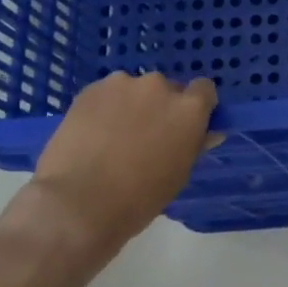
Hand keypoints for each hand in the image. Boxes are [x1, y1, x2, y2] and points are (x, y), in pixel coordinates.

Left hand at [32, 71, 217, 245]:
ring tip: (113, 136)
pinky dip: (105, 108)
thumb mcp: (179, 174)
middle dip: (160, 107)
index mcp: (189, 108)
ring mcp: (123, 84)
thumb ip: (195, 145)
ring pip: (134, 90)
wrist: (79, 202)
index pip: (204, 89)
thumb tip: (208, 132)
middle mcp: (160, 86)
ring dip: (131, 105)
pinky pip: (106, 94)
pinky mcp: (90, 89)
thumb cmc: (140, 197)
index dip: (197, 106)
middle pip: (167, 89)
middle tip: (146, 136)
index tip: (186, 125)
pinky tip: (92, 134)